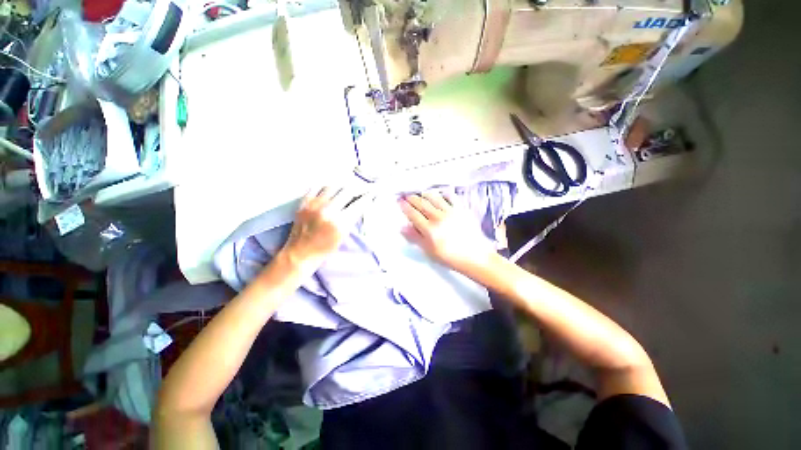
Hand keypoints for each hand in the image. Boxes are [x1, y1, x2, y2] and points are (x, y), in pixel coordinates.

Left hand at [280, 186, 372, 273]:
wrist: (300, 253)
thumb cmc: (325, 249)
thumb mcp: (343, 236)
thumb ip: (351, 219)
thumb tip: (359, 203)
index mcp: (340, 222)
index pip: (358, 204)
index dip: (367, 197)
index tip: (371, 193)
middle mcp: (328, 210)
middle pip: (347, 191)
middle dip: (356, 189)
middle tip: (360, 188)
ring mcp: (314, 205)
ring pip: (333, 186)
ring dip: (342, 186)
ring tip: (346, 186)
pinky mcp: (304, 203)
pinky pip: (317, 187)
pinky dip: (326, 186)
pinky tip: (330, 187)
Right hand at [399, 191, 495, 272]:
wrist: (475, 257)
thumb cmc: (451, 257)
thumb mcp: (429, 251)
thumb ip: (415, 238)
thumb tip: (403, 228)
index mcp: (429, 229)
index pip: (413, 214)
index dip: (405, 207)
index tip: (400, 202)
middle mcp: (439, 218)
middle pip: (422, 204)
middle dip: (412, 198)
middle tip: (407, 196)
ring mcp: (451, 212)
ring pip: (435, 198)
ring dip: (425, 194)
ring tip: (421, 194)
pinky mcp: (462, 210)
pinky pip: (451, 198)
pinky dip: (444, 194)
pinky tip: (441, 194)